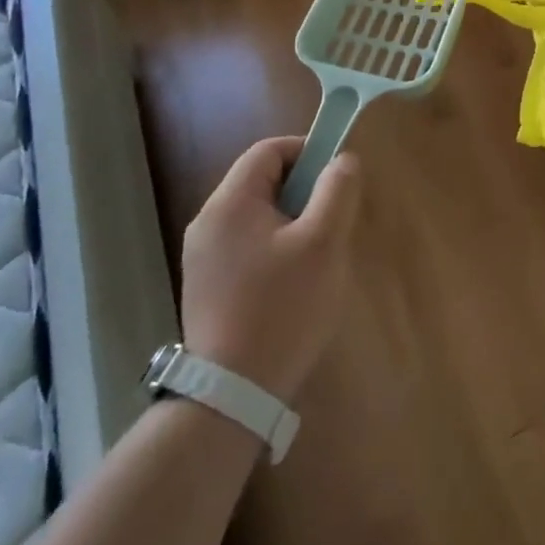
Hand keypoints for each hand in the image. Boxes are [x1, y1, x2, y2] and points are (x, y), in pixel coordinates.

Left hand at [180, 137, 361, 401]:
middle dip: (303, 192)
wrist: (232, 394)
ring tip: (318, 257)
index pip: (269, 151)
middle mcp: (207, 223)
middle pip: (261, 182)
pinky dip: (274, 250)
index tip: (337, 178)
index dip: (306, 152)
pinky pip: (246, 247)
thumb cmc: (283, 307)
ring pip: (256, 217)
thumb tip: (342, 161)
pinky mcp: (206, 288)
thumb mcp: (323, 243)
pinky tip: (293, 285)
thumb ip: (337, 191)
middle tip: (332, 222)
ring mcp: (202, 258)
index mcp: (230, 203)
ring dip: (291, 223)